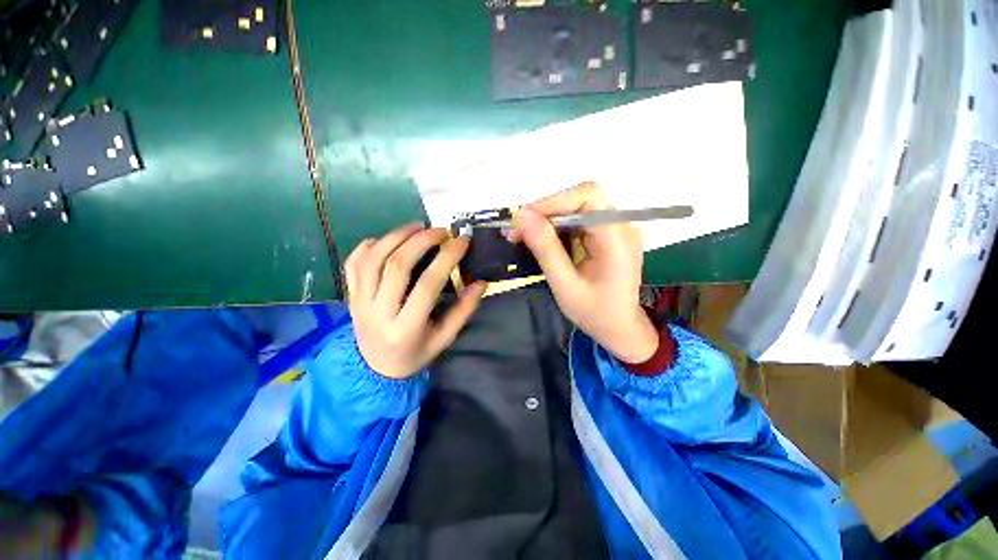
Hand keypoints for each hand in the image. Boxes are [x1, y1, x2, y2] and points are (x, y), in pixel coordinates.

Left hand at [344, 224, 486, 378]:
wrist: (375, 369)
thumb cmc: (415, 354)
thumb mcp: (444, 338)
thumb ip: (463, 310)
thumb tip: (481, 283)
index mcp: (406, 328)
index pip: (427, 285)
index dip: (446, 259)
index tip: (462, 241)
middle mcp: (378, 313)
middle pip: (397, 266)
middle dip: (421, 241)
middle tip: (440, 231)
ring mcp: (359, 303)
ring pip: (372, 260)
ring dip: (395, 237)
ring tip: (417, 227)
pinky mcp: (350, 296)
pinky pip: (353, 264)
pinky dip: (368, 246)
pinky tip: (387, 239)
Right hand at [510, 182, 658, 363]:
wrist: (619, 328)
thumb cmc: (594, 313)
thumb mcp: (564, 285)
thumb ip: (545, 249)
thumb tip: (521, 216)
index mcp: (617, 239)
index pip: (589, 196)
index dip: (554, 201)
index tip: (523, 218)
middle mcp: (621, 226)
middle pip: (582, 199)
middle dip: (546, 210)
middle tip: (517, 229)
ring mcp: (616, 229)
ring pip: (577, 208)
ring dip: (547, 219)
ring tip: (522, 235)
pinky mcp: (608, 235)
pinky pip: (579, 221)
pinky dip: (556, 228)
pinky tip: (540, 240)